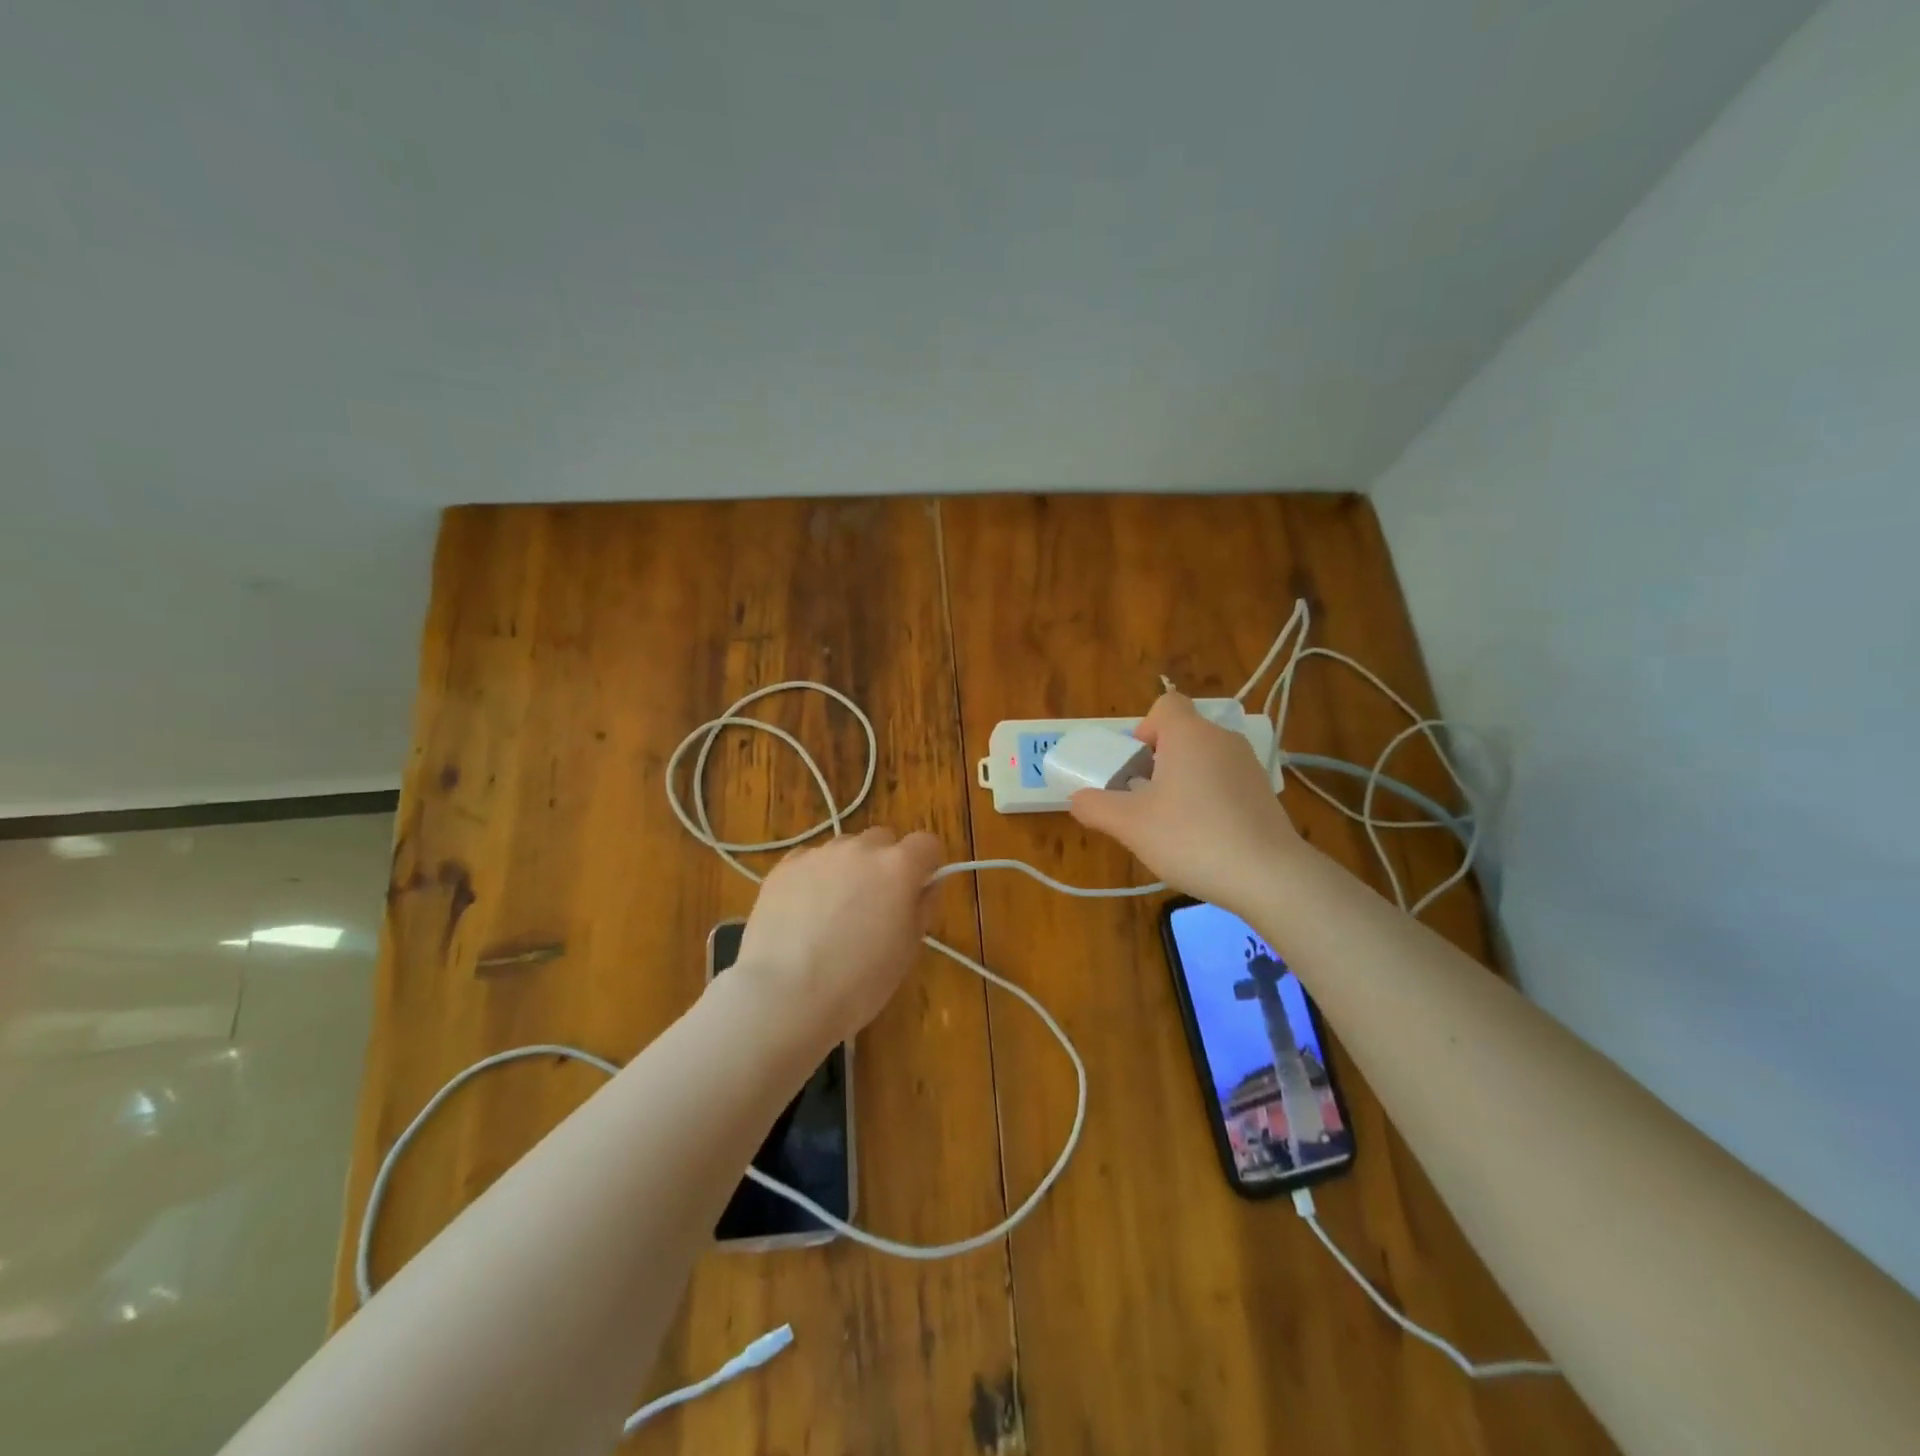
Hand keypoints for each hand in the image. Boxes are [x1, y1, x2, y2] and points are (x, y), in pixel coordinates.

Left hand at [734, 827, 943, 1045]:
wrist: (786, 995)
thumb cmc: (859, 981)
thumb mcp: (908, 949)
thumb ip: (923, 906)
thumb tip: (927, 885)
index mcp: (899, 866)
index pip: (926, 843)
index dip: (927, 864)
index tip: (919, 888)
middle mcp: (860, 849)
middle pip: (883, 840)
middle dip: (885, 864)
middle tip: (875, 903)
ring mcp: (819, 854)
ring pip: (844, 849)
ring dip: (849, 868)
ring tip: (833, 910)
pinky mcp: (784, 866)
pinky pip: (809, 860)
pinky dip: (814, 877)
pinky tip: (804, 911)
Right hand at [1068, 693, 1302, 912]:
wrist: (1269, 876)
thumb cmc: (1191, 838)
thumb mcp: (1129, 825)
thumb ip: (1095, 806)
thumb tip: (1077, 799)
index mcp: (1189, 734)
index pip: (1165, 704)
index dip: (1144, 728)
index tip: (1136, 765)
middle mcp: (1222, 739)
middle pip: (1183, 734)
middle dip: (1158, 761)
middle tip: (1144, 800)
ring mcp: (1248, 765)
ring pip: (1204, 759)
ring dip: (1183, 781)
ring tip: (1172, 823)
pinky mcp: (1265, 793)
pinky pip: (1225, 782)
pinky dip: (1209, 798)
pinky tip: (1204, 837)